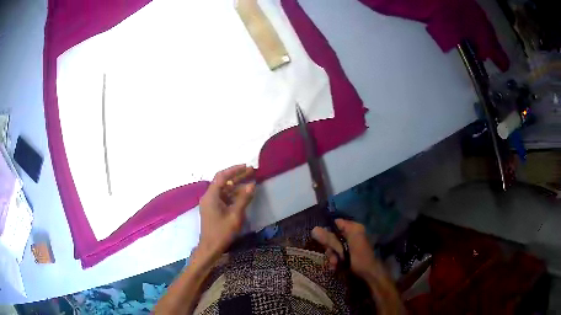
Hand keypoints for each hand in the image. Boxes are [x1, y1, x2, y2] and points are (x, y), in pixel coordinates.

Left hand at [198, 165, 255, 256]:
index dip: (234, 170)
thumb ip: (243, 199)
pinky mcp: (212, 209)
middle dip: (237, 176)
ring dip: (236, 185)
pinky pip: (223, 197)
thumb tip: (252, 185)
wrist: (210, 247)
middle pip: (223, 181)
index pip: (222, 176)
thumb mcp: (235, 215)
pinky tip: (243, 194)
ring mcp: (210, 203)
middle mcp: (209, 196)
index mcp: (211, 196)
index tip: (246, 166)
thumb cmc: (222, 232)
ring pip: (224, 189)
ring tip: (250, 181)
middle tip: (251, 171)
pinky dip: (233, 194)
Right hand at [312, 219, 378, 277]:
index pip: (336, 223)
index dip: (327, 230)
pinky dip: (336, 260)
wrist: (371, 275)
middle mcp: (352, 234)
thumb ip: (330, 240)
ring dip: (332, 256)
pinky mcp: (349, 254)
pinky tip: (336, 267)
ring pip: (334, 247)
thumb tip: (314, 229)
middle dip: (330, 248)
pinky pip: (338, 254)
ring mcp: (351, 245)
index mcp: (354, 229)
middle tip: (332, 257)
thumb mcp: (344, 249)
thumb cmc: (360, 259)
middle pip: (333, 237)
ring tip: (335, 264)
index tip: (321, 240)